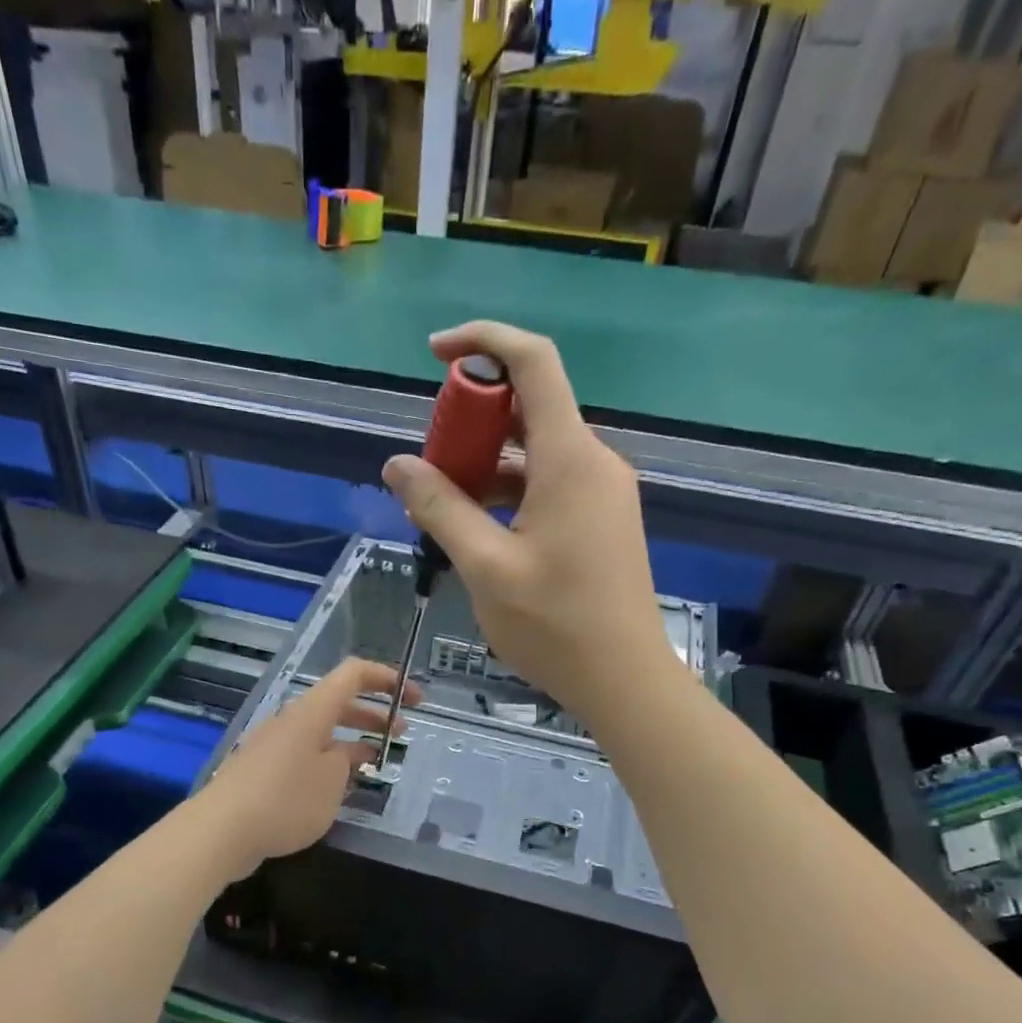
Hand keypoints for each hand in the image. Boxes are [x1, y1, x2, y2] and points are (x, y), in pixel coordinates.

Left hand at [201, 657, 419, 877]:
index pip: (353, 674)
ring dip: (352, 740)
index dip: (386, 678)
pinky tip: (340, 787)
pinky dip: (329, 761)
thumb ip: (347, 761)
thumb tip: (346, 754)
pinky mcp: (263, 769)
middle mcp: (292, 720)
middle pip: (339, 703)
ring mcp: (275, 744)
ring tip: (376, 761)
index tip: (415, 697)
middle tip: (402, 732)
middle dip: (374, 714)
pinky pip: (305, 754)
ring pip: (322, 731)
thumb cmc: (285, 800)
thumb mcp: (331, 781)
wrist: (221, 830)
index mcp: (312, 711)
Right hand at [380, 321, 678, 730]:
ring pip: (535, 452)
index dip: (483, 342)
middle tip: (428, 466)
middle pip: (528, 408)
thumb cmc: (555, 625)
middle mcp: (593, 461)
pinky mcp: (601, 519)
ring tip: (440, 507)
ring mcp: (601, 492)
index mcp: (570, 458)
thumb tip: (397, 465)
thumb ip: (440, 508)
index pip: (533, 362)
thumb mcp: (485, 566)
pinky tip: (476, 529)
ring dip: (485, 465)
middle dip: (471, 421)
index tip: (435, 355)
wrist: (624, 680)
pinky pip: (549, 484)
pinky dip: (508, 492)